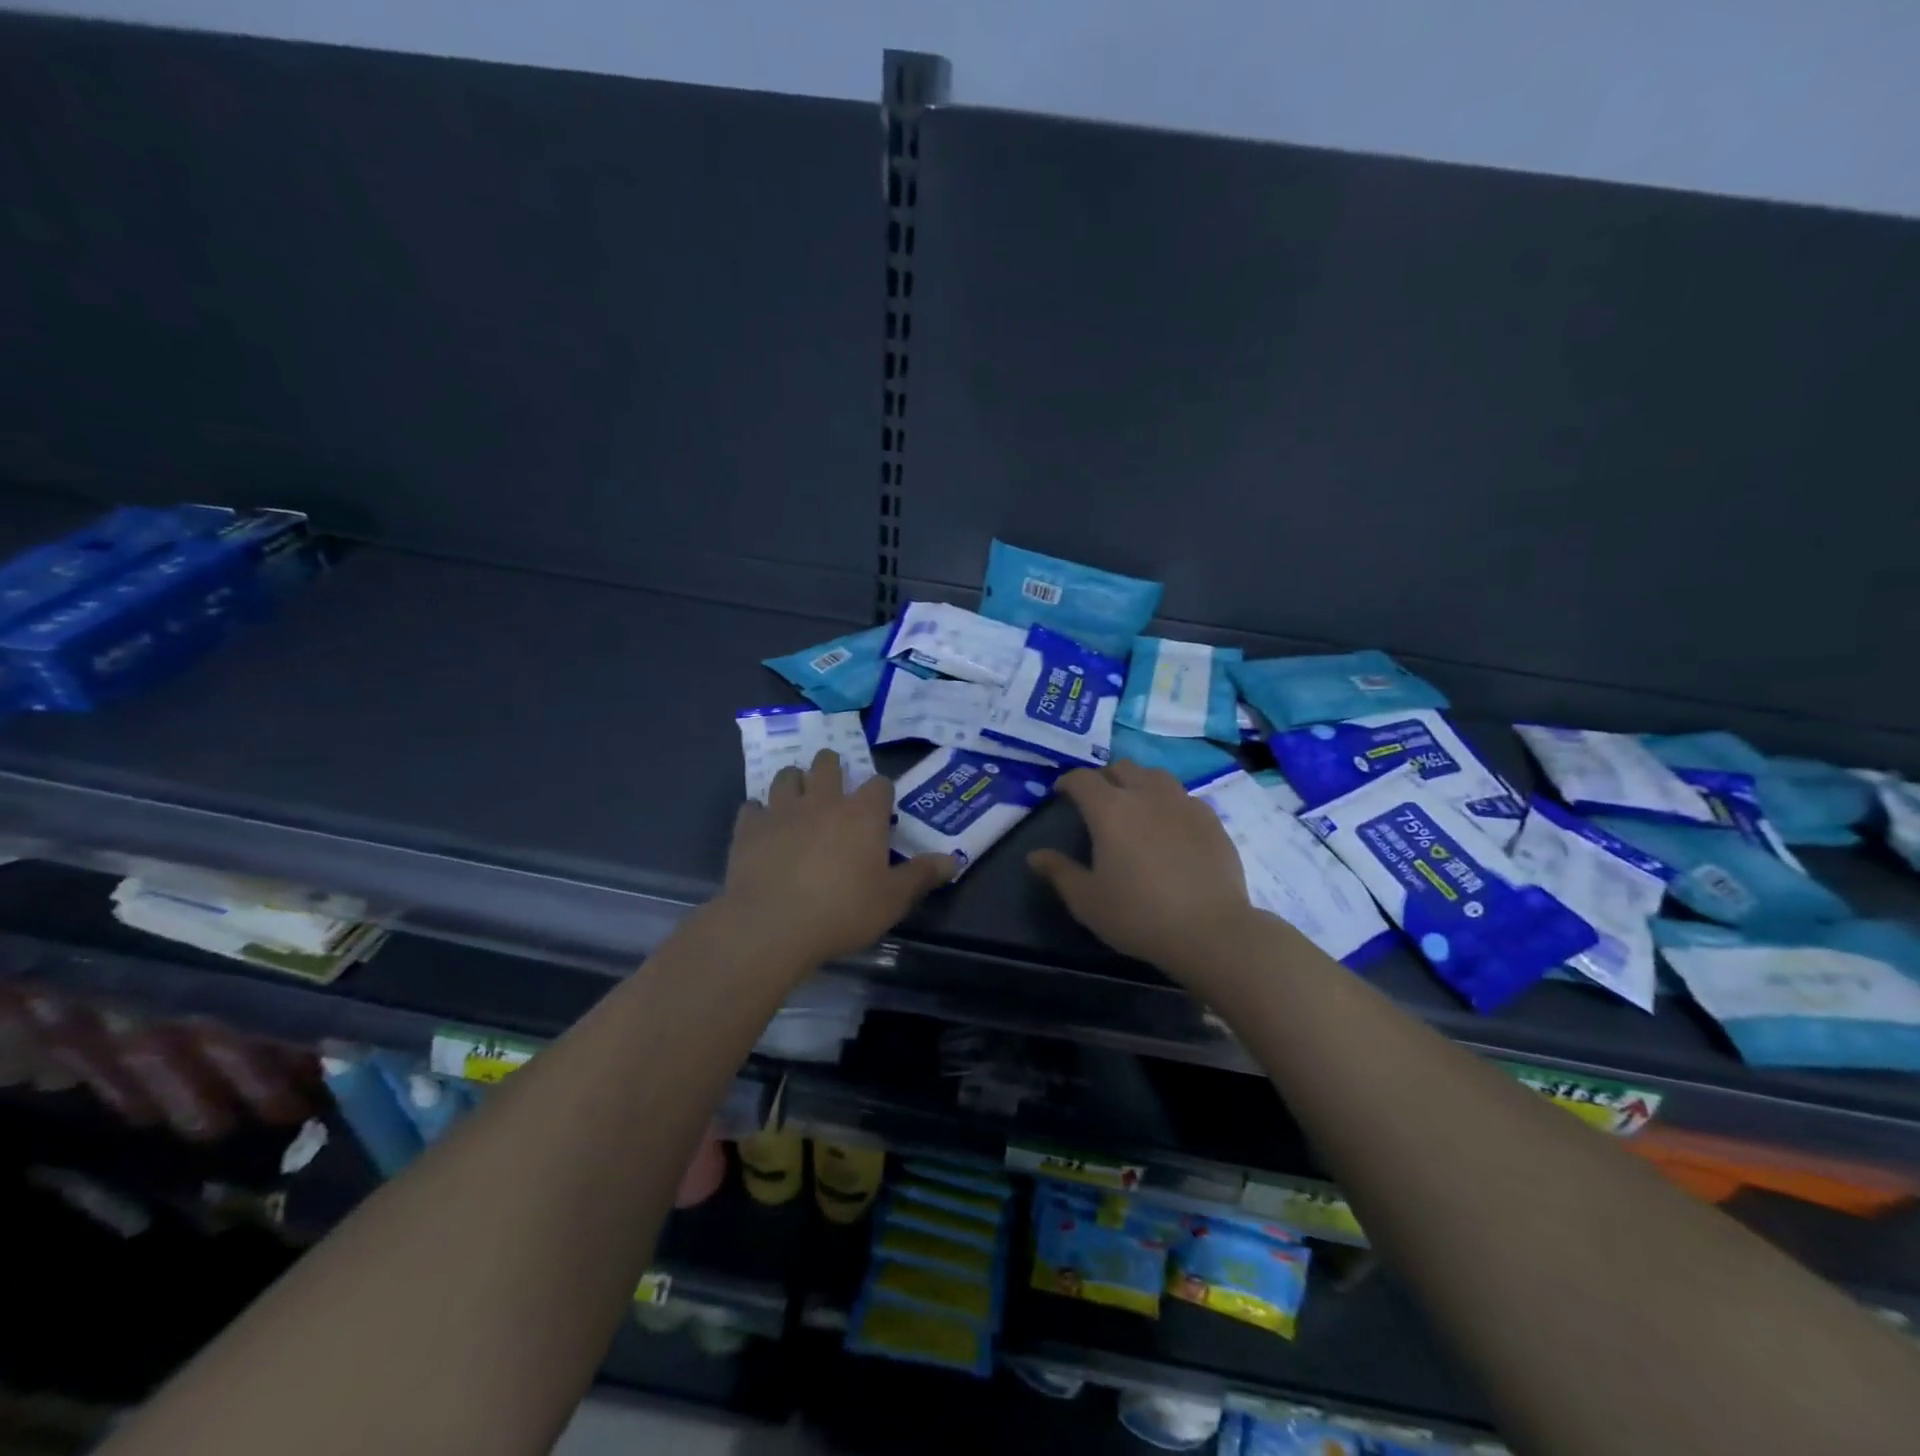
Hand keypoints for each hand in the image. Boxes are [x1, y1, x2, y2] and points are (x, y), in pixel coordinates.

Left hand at [719, 750, 955, 966]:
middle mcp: (823, 801)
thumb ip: (921, 875)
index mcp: (862, 814)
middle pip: (827, 764)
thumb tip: (954, 859)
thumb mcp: (892, 900)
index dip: (881, 793)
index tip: (881, 809)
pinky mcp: (748, 828)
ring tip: (799, 798)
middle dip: (832, 767)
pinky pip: (752, 807)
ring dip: (795, 781)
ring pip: (787, 776)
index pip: (879, 784)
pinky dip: (759, 812)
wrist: (771, 925)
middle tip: (835, 786)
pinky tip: (763, 826)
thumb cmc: (842, 911)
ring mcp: (782, 810)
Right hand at [1028, 760, 1261, 975]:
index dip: (1068, 781)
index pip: (1082, 779)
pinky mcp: (1211, 819)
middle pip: (1121, 767)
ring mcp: (1183, 803)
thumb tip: (1034, 856)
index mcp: (1110, 809)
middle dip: (1104, 777)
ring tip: (1135, 804)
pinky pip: (1184, 797)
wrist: (1210, 930)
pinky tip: (1170, 826)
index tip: (1061, 793)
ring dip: (1139, 782)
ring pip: (1156, 776)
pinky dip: (1169, 802)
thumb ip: (1059, 872)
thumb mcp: (1087, 900)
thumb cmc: (1138, 915)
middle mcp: (1146, 795)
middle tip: (1098, 799)